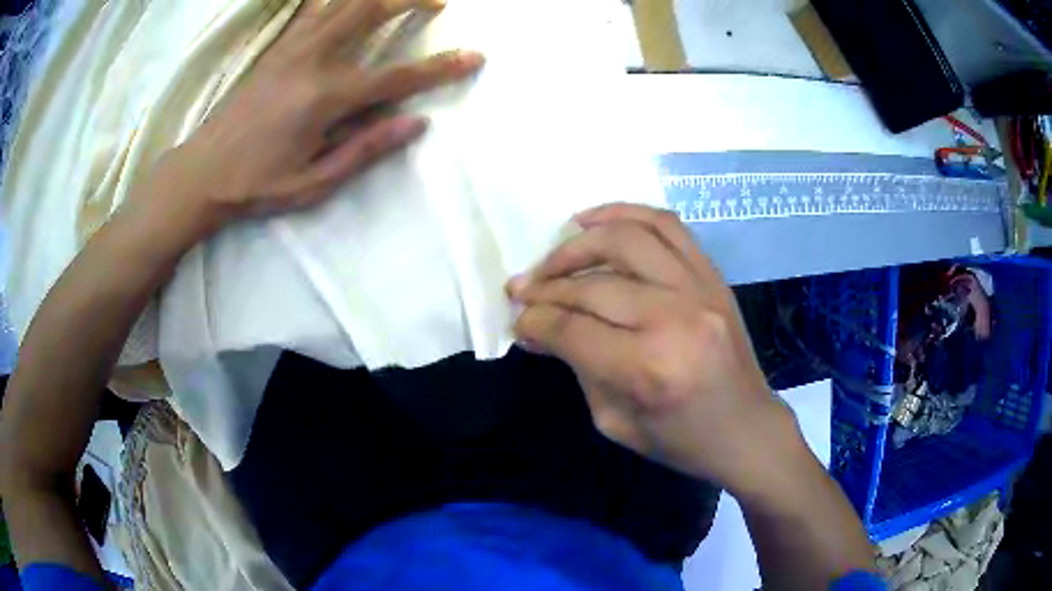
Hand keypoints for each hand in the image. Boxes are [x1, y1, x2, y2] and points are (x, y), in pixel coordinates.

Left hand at [132, 0, 483, 238]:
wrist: (201, 173)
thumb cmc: (256, 185)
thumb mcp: (313, 183)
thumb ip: (365, 149)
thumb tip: (416, 123)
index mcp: (324, 98)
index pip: (396, 77)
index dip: (440, 67)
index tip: (475, 56)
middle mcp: (311, 60)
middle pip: (369, 10)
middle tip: (438, 2)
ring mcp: (291, 48)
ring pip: (341, 1)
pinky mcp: (276, 48)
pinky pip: (313, 8)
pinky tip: (344, 0)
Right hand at [507, 204, 791, 489]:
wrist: (746, 428)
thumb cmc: (680, 439)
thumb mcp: (614, 420)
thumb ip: (575, 366)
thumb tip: (535, 329)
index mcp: (647, 368)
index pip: (571, 329)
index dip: (534, 321)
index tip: (517, 319)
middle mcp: (674, 318)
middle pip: (592, 285)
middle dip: (545, 286)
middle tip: (521, 291)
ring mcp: (700, 289)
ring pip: (626, 239)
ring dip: (578, 243)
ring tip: (553, 257)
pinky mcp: (713, 276)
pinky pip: (667, 225)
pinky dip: (625, 213)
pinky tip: (594, 221)